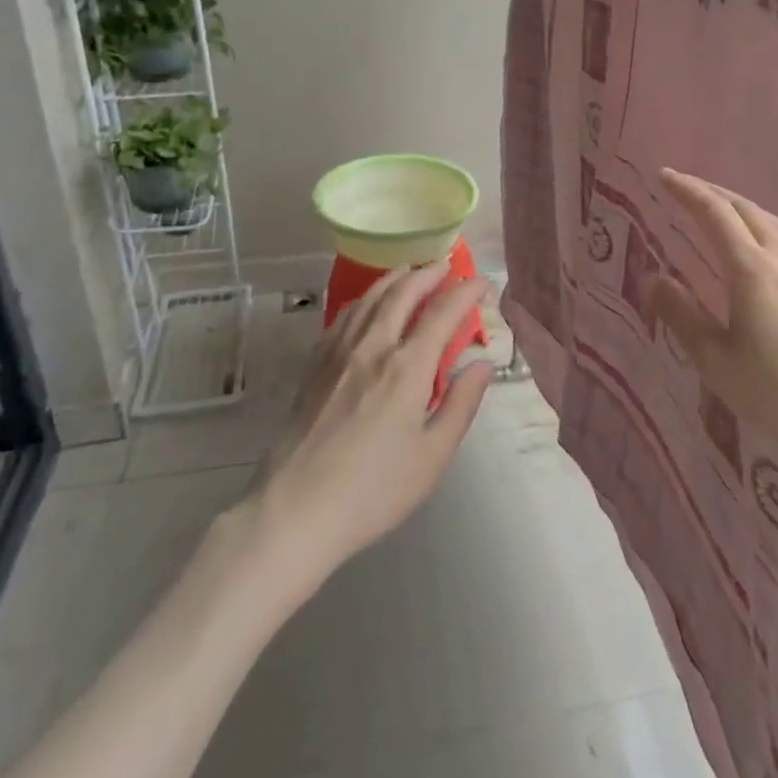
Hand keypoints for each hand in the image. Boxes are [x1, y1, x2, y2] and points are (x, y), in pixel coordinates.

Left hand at [251, 262, 494, 584]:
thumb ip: (461, 404)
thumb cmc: (373, 491)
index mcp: (407, 367)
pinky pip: (345, 315)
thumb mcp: (432, 456)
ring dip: (396, 278)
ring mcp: (339, 352)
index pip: (443, 313)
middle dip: (429, 273)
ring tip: (411, 271)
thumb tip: (483, 364)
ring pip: (370, 297)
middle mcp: (373, 347)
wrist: (294, 510)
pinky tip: (368, 304)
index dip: (466, 292)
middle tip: (448, 267)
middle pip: (403, 292)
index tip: (483, 282)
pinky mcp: (315, 365)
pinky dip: (366, 298)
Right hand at [651, 169, 777, 473]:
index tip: (663, 177)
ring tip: (716, 207)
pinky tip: (756, 243)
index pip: (715, 214)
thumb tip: (656, 280)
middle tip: (682, 186)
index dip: (687, 191)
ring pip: (770, 220)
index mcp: (753, 270)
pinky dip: (760, 223)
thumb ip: (684, 317)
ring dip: (738, 205)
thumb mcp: (718, 363)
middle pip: (745, 208)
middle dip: (711, 191)